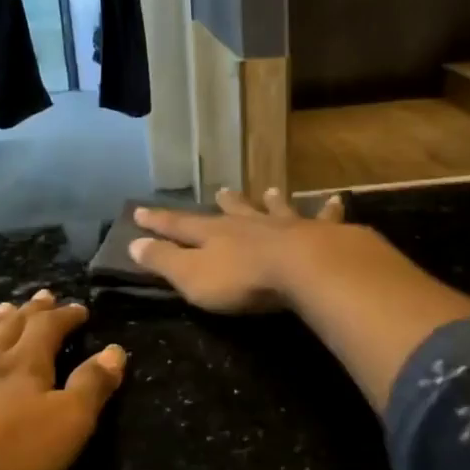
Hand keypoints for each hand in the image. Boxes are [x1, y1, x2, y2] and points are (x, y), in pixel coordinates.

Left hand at [0, 291, 124, 469]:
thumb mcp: (63, 430)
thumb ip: (91, 389)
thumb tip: (115, 350)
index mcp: (24, 366)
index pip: (51, 329)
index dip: (67, 317)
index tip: (79, 308)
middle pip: (12, 326)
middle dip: (32, 311)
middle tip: (44, 296)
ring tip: (5, 308)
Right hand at [128, 188, 355, 313]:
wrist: (303, 268)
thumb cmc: (242, 279)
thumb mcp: (192, 276)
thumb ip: (164, 261)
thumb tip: (133, 243)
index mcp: (214, 234)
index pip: (179, 225)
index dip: (158, 221)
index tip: (140, 211)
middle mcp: (248, 223)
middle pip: (232, 211)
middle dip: (224, 203)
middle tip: (220, 190)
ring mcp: (285, 225)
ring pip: (274, 209)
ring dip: (270, 201)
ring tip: (269, 190)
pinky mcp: (320, 233)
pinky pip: (324, 218)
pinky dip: (329, 209)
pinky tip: (336, 200)